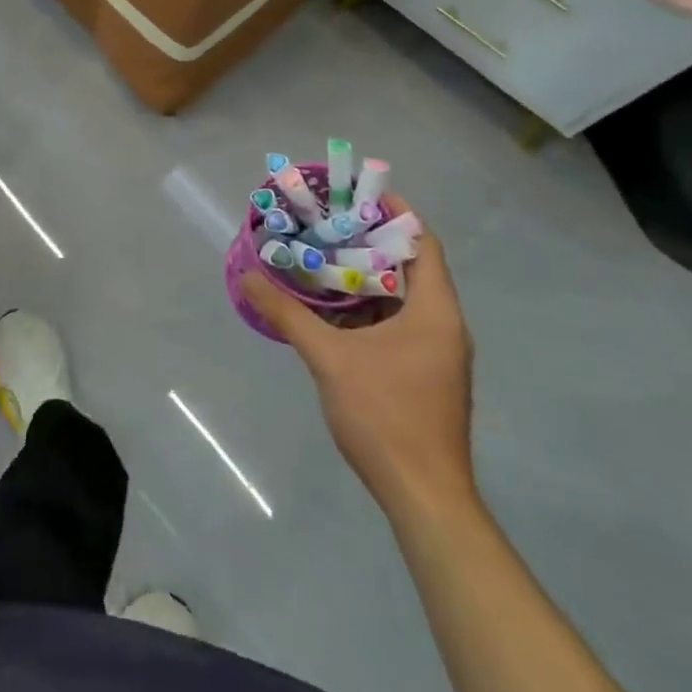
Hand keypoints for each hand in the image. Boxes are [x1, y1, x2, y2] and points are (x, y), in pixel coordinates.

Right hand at [241, 197, 474, 520]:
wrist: (424, 497)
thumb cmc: (385, 416)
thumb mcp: (329, 359)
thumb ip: (288, 314)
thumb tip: (247, 277)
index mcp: (435, 312)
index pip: (422, 243)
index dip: (395, 214)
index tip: (357, 194)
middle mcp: (444, 326)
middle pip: (412, 267)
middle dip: (370, 242)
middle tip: (328, 223)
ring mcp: (438, 353)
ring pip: (404, 298)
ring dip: (368, 277)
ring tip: (325, 256)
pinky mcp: (427, 374)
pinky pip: (400, 323)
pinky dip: (370, 308)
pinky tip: (334, 309)